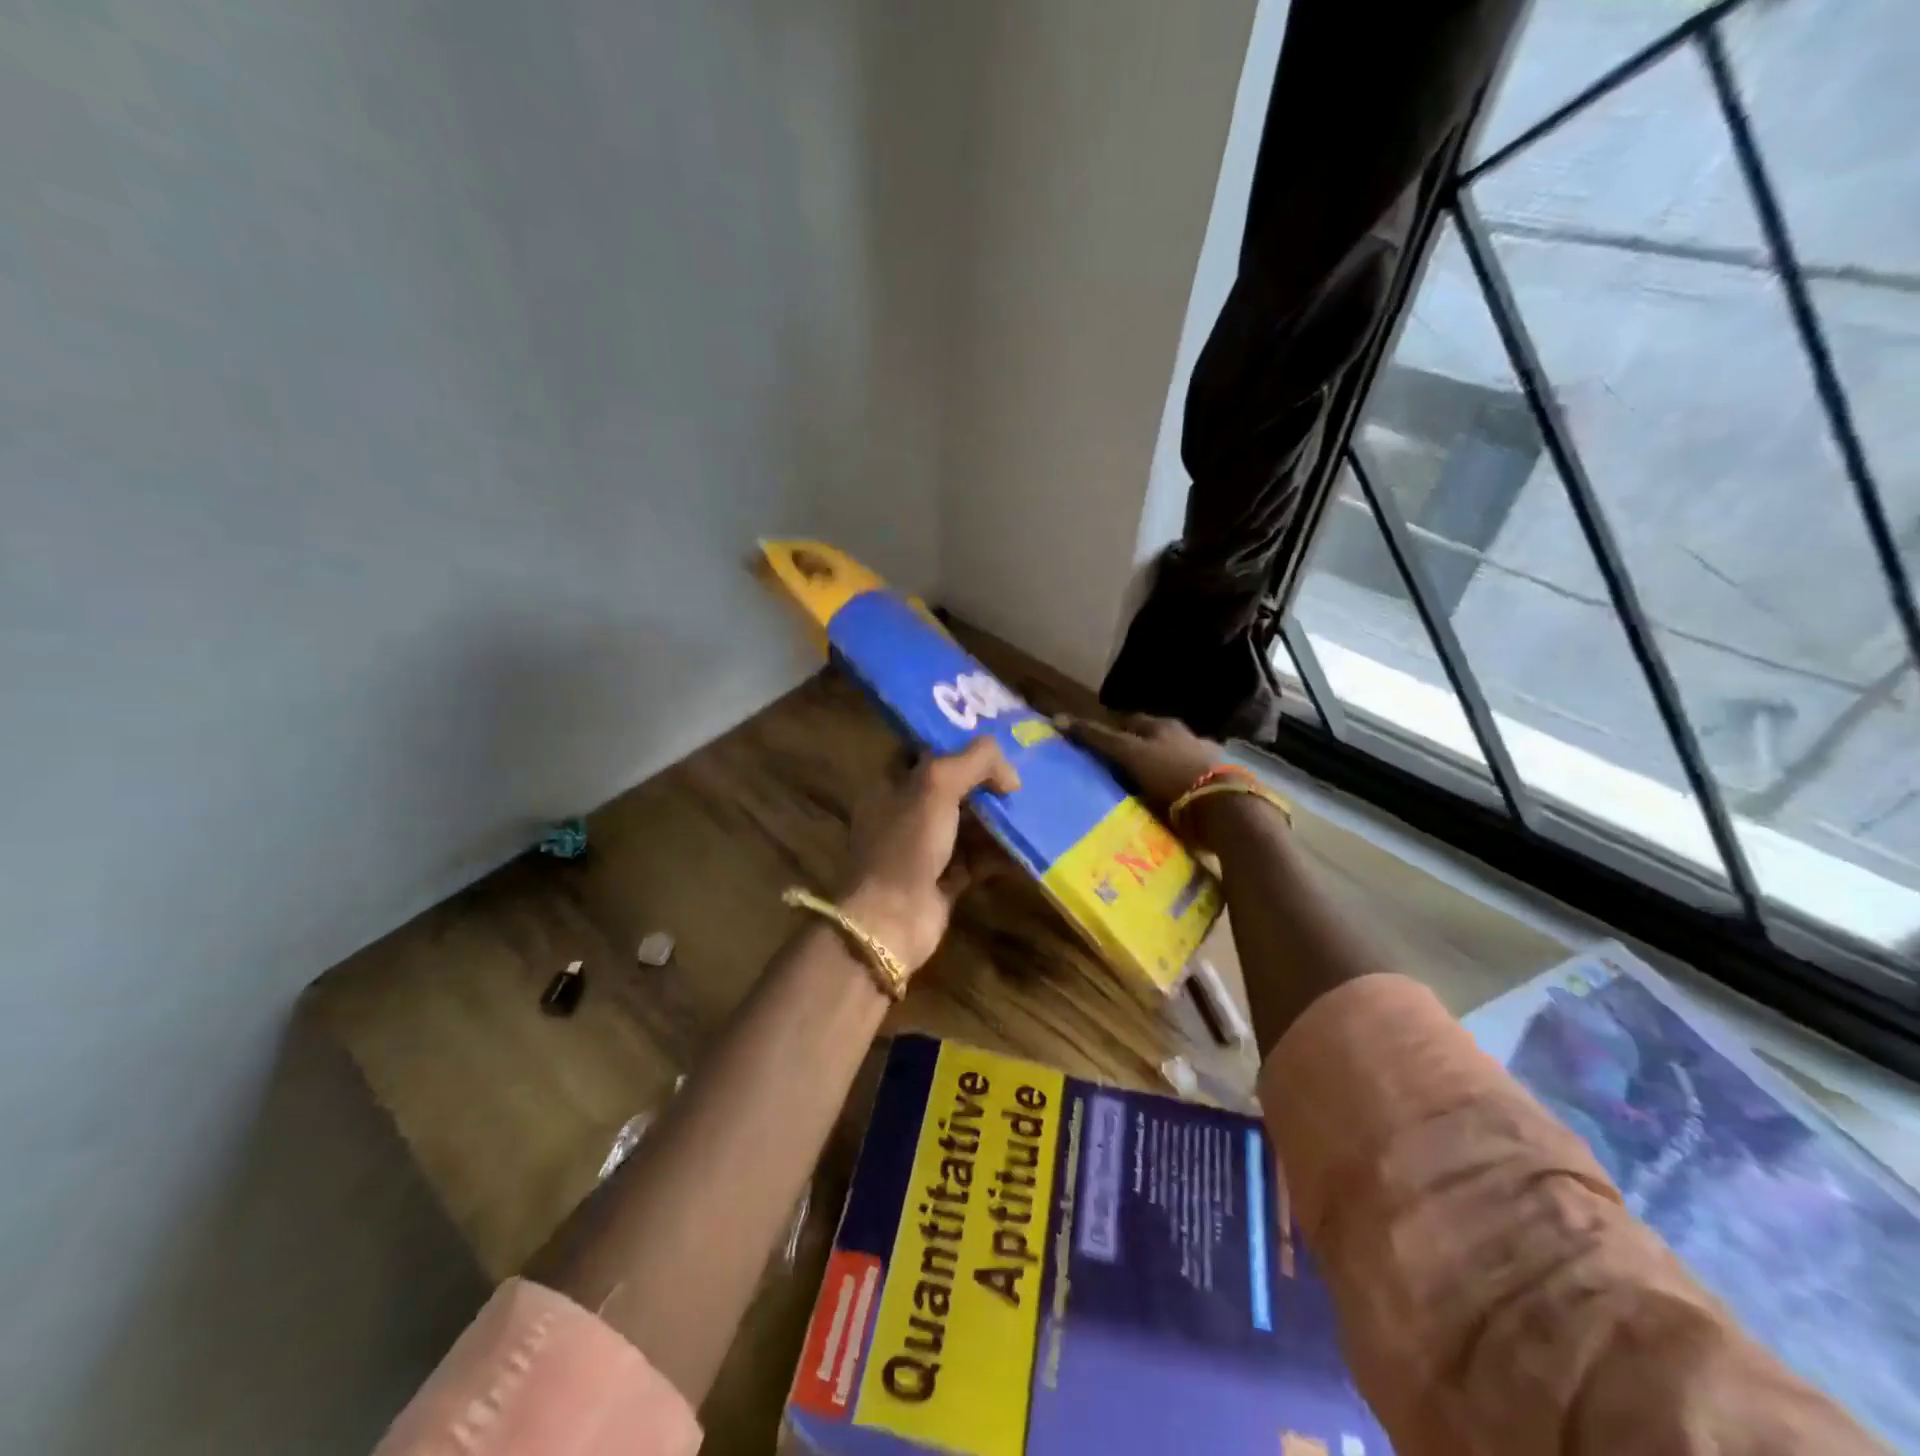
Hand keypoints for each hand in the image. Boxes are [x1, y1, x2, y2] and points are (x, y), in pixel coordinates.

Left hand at [840, 738, 1020, 973]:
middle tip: (1020, 775)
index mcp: (889, 785)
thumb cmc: (907, 843)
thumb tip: (1009, 772)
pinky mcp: (943, 880)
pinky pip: (976, 858)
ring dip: (996, 817)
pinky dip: (999, 852)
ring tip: (1031, 806)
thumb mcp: (936, 785)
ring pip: (965, 823)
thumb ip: (974, 761)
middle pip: (949, 787)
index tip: (991, 740)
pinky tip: (1026, 843)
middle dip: (983, 782)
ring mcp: (922, 849)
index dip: (954, 742)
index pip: (921, 752)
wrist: (892, 920)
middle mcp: (903, 814)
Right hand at [1056, 713, 1222, 818]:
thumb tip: (1059, 719)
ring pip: (1169, 761)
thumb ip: (1098, 739)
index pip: (1129, 722)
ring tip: (1136, 791)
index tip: (1093, 746)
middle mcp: (1184, 737)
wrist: (1224, 808)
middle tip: (1112, 770)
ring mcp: (1203, 761)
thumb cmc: (1172, 775)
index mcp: (1163, 726)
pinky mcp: (1215, 787)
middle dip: (1134, 751)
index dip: (1110, 731)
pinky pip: (1185, 785)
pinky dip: (1173, 790)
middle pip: (1151, 740)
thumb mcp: (1130, 754)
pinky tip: (1165, 803)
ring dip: (1155, 772)